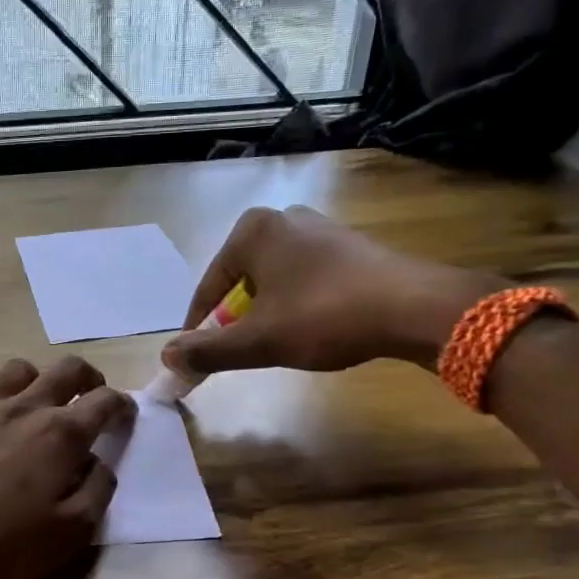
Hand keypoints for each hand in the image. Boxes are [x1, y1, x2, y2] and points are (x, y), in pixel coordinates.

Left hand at [0, 356, 135, 578]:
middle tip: (91, 399)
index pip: (105, 401)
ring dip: (37, 380)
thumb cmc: (1, 547)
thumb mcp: (71, 533)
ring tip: (38, 405)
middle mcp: (25, 408)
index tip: (125, 418)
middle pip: (66, 369)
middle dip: (88, 377)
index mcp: (61, 434)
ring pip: (18, 369)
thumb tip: (99, 463)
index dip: (122, 406)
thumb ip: (97, 491)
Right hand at [163, 205, 503, 376]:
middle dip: (235, 320)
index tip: (196, 359)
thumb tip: (166, 356)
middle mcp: (283, 219)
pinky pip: (304, 278)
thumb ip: (208, 350)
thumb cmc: (322, 316)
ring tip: (276, 345)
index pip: (208, 287)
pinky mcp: (350, 245)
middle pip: (240, 281)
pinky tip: (312, 329)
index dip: (199, 327)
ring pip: (274, 281)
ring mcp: (320, 229)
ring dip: (266, 313)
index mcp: (252, 231)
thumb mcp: (257, 341)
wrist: (412, 307)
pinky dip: (297, 304)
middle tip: (238, 352)